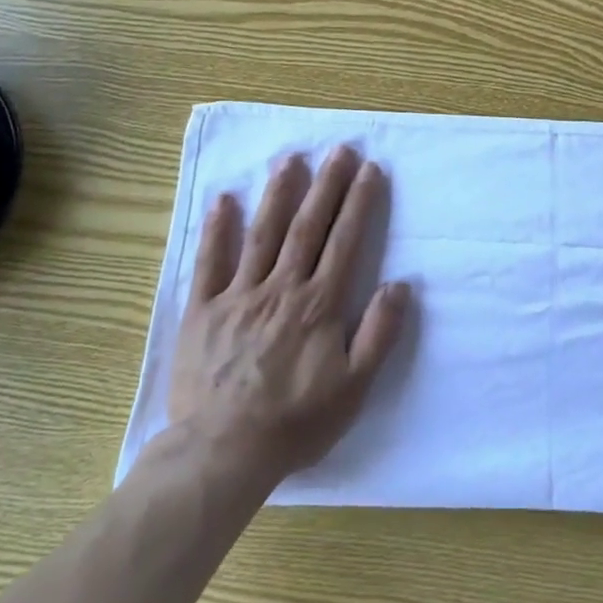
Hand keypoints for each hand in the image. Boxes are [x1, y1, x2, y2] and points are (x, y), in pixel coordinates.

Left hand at [167, 146, 409, 485]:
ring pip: (261, 234)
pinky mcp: (202, 311)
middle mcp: (281, 289)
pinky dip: (216, 230)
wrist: (222, 453)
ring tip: (290, 159)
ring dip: (278, 193)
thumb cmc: (296, 422)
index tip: (370, 169)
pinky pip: (209, 263)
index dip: (359, 202)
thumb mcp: (354, 388)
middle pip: (307, 227)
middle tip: (339, 149)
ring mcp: (238, 296)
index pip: (344, 241)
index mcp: (318, 304)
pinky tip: (224, 200)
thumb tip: (401, 284)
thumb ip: (379, 333)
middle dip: (326, 185)